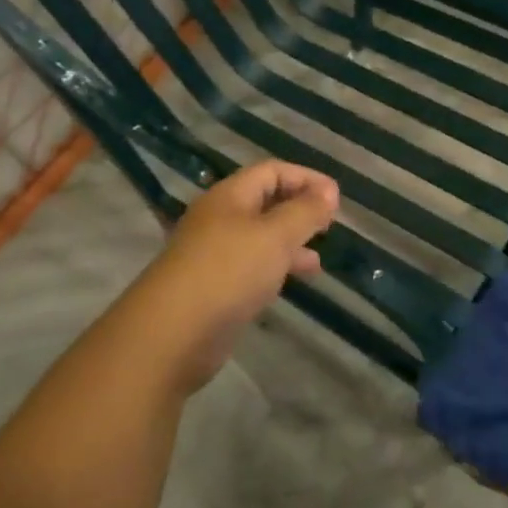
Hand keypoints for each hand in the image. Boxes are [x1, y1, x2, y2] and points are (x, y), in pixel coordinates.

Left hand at [119, 162, 338, 393]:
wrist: (170, 336)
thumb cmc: (227, 273)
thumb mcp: (275, 236)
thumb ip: (305, 211)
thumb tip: (329, 191)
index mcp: (229, 197)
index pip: (272, 171)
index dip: (306, 178)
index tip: (336, 197)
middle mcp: (219, 219)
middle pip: (264, 202)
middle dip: (299, 209)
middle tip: (330, 225)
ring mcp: (214, 255)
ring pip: (260, 237)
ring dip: (291, 242)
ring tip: (318, 259)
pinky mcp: (214, 287)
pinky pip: (252, 267)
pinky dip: (276, 268)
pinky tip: (294, 282)